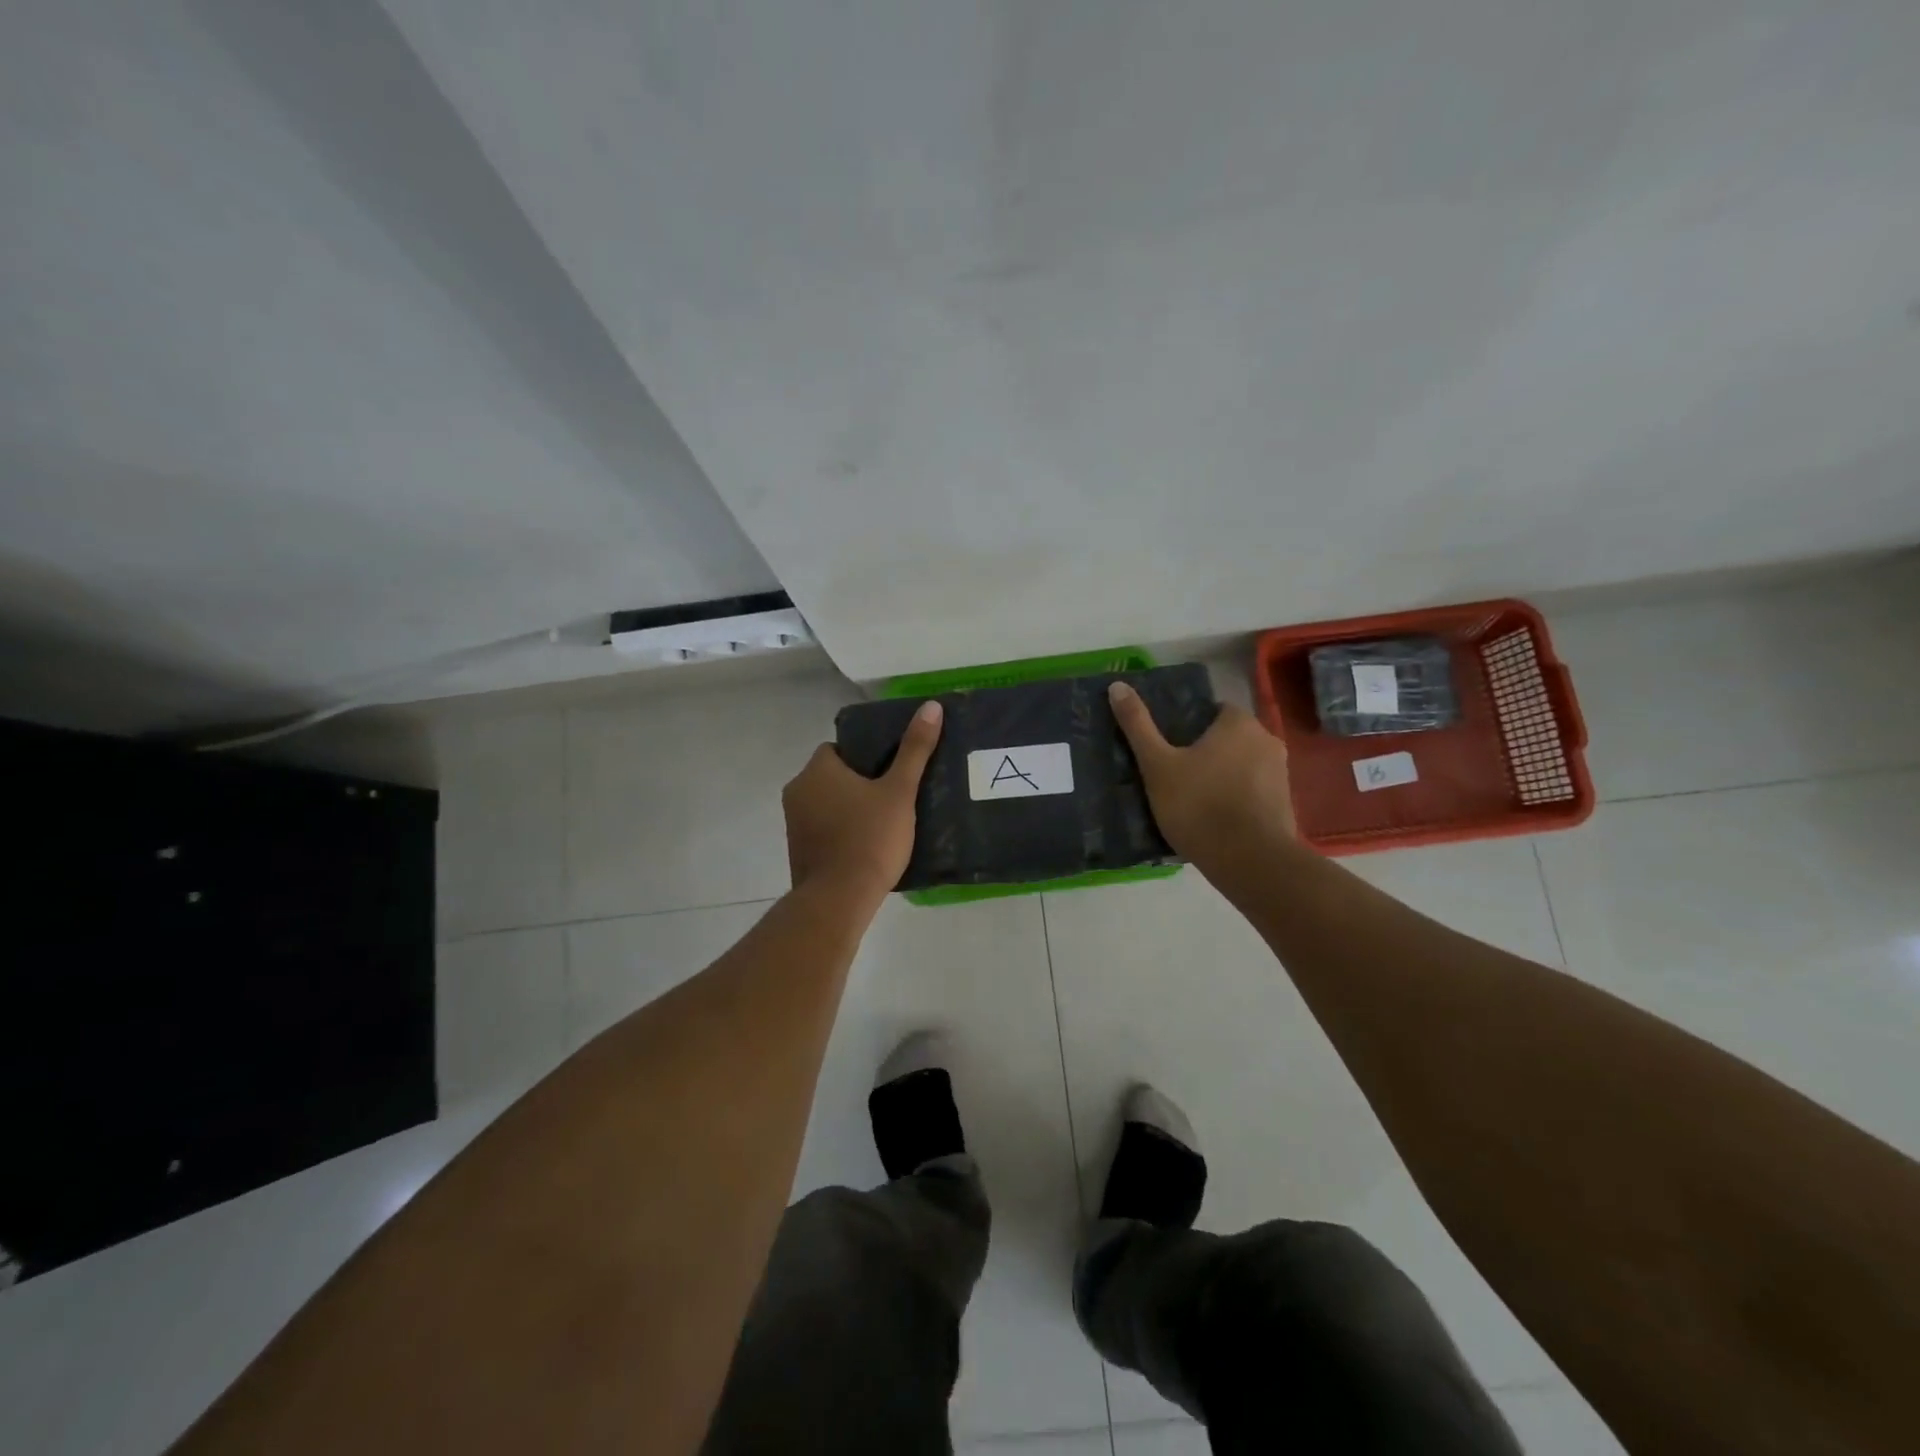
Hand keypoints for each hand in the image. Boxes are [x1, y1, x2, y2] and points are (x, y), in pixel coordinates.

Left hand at [783, 700, 943, 900]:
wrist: (840, 898)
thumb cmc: (870, 838)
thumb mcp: (899, 791)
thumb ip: (914, 749)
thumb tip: (931, 706)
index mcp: (817, 770)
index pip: (837, 749)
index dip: (863, 756)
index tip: (888, 771)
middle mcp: (797, 791)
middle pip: (831, 776)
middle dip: (857, 783)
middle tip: (892, 795)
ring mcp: (793, 823)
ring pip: (825, 803)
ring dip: (847, 808)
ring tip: (882, 821)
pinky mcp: (797, 851)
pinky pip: (821, 829)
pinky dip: (838, 832)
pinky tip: (865, 845)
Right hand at [1109, 683, 1296, 871]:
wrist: (1249, 861)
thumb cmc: (1198, 805)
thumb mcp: (1157, 765)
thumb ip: (1138, 725)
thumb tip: (1117, 685)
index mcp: (1239, 723)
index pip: (1213, 710)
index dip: (1189, 726)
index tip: (1169, 747)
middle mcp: (1267, 740)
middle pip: (1229, 738)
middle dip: (1207, 752)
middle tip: (1176, 775)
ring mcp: (1281, 774)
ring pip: (1242, 766)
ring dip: (1223, 776)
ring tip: (1193, 800)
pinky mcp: (1285, 805)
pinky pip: (1253, 792)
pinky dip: (1237, 799)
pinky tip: (1215, 820)